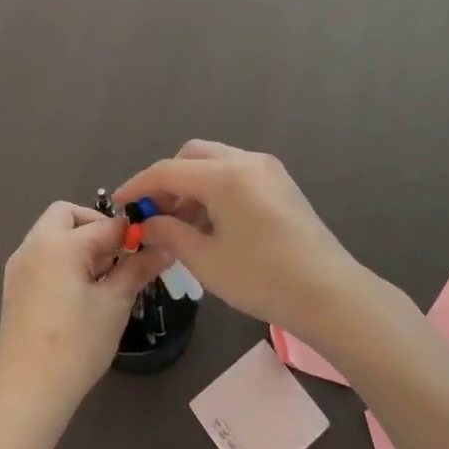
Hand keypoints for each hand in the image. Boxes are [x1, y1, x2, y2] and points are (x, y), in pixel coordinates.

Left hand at [0, 202, 170, 421]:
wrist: (25, 394)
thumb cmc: (75, 345)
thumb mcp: (114, 304)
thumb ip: (138, 269)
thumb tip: (165, 248)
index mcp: (58, 244)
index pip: (105, 224)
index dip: (132, 232)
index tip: (153, 245)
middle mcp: (34, 246)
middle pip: (66, 215)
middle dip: (96, 226)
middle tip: (119, 254)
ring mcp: (19, 267)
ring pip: (53, 235)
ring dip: (80, 243)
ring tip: (106, 277)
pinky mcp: (15, 288)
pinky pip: (43, 256)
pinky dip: (64, 259)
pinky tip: (83, 291)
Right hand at [112, 141, 363, 336]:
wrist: (329, 293)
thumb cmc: (263, 278)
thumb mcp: (207, 261)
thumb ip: (170, 233)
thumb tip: (147, 222)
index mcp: (226, 175)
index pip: (169, 170)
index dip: (139, 186)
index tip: (119, 205)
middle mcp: (247, 160)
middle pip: (193, 155)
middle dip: (168, 181)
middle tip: (155, 215)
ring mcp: (267, 169)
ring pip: (215, 162)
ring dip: (192, 185)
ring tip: (181, 226)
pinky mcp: (280, 182)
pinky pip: (235, 173)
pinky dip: (214, 189)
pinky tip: (210, 223)